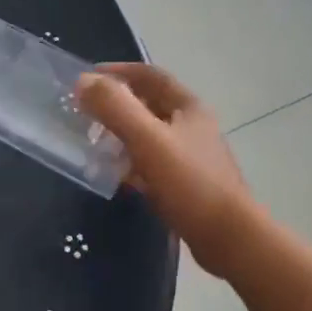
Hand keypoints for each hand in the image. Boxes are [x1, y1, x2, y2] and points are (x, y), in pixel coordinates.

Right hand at [78, 63, 255, 277]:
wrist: (229, 239)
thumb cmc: (190, 183)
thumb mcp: (148, 139)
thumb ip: (115, 108)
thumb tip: (83, 81)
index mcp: (188, 107)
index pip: (149, 75)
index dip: (118, 71)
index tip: (86, 78)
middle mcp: (191, 126)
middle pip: (148, 105)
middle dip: (115, 105)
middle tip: (82, 113)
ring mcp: (190, 156)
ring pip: (147, 135)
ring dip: (119, 134)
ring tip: (91, 143)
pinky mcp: (185, 184)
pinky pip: (150, 164)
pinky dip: (129, 163)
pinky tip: (112, 175)